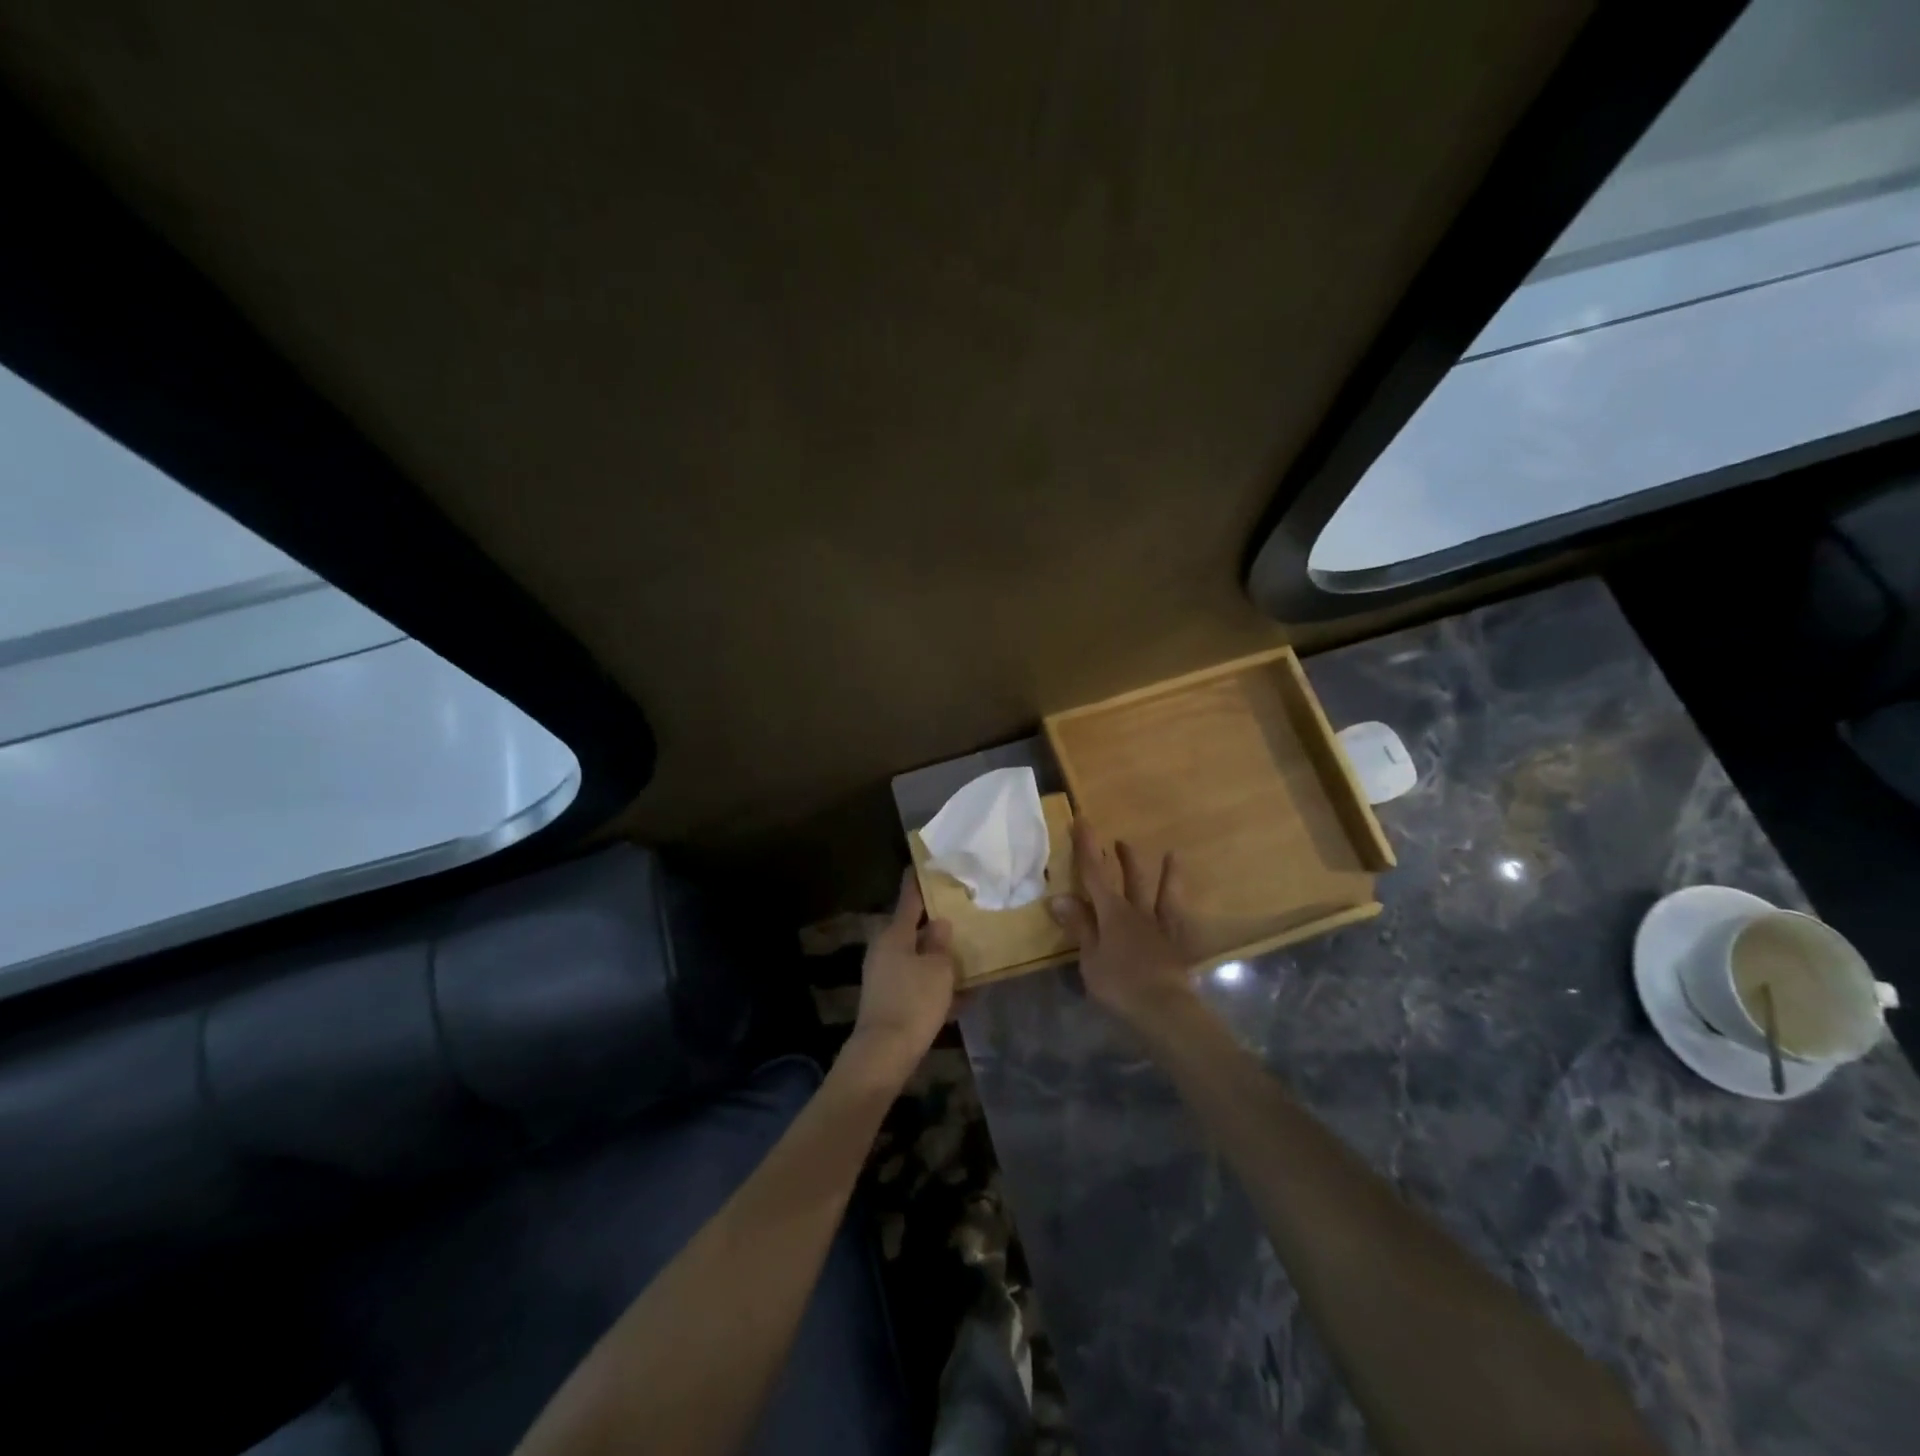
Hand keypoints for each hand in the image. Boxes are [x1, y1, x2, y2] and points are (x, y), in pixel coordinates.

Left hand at [846, 870, 956, 1078]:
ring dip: (938, 956)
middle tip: (960, 912)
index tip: (925, 863)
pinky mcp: (889, 999)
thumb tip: (940, 924)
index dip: (918, 880)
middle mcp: (885, 949)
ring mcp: (885, 975)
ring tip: (967, 953)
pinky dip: (936, 985)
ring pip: (917, 957)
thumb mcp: (938, 969)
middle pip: (913, 929)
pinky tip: (963, 994)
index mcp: (895, 934)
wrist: (885, 1053)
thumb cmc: (914, 1001)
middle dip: (935, 923)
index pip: (909, 897)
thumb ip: (941, 943)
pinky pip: (917, 984)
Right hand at [1049, 819, 1196, 1027]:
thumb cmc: (1119, 984)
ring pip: (1162, 894)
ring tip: (1171, 855)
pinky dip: (1185, 913)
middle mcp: (1137, 912)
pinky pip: (1182, 923)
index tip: (1082, 821)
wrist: (1164, 1009)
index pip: (1094, 873)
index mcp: (1112, 913)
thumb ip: (1079, 926)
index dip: (1087, 846)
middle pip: (1129, 879)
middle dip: (1121, 858)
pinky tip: (1187, 903)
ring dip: (1165, 874)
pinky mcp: (1177, 946)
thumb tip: (1060, 896)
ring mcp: (1160, 928)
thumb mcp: (1090, 957)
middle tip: (1118, 841)